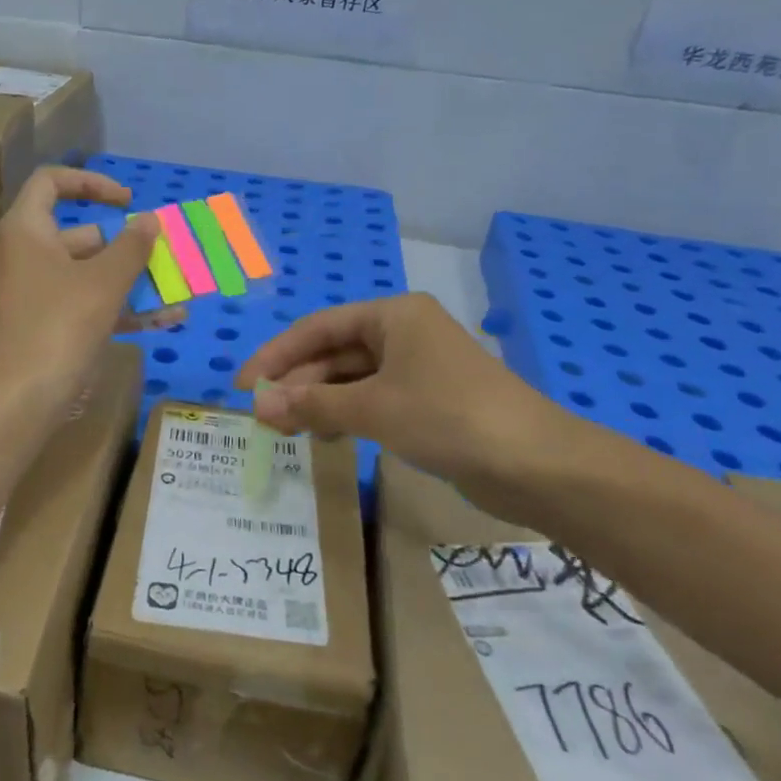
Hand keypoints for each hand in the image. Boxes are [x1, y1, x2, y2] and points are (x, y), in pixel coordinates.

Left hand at [0, 167, 178, 414]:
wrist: (17, 400)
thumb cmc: (58, 325)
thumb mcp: (103, 282)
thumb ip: (131, 246)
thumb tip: (149, 220)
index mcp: (25, 230)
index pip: (52, 183)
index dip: (92, 184)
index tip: (129, 200)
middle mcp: (23, 255)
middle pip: (78, 235)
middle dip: (125, 246)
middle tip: (161, 255)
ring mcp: (31, 294)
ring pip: (86, 275)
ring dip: (130, 282)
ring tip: (175, 292)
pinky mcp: (41, 326)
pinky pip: (82, 305)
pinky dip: (117, 309)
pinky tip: (162, 322)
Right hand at [235, 293, 579, 493]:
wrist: (536, 465)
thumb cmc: (448, 417)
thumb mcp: (373, 408)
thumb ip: (312, 404)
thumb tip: (257, 408)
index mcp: (393, 315)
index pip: (318, 327)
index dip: (277, 354)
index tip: (244, 385)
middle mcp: (404, 333)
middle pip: (335, 352)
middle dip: (298, 383)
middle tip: (263, 417)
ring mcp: (419, 368)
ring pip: (353, 378)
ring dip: (319, 401)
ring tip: (286, 430)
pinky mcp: (430, 402)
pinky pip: (374, 400)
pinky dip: (347, 415)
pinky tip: (326, 436)